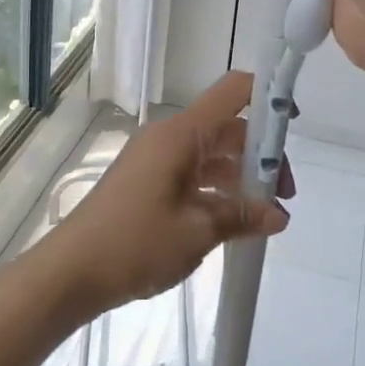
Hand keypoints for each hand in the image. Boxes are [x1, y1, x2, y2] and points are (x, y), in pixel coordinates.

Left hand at [52, 72, 292, 313]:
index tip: (294, 123)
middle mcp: (169, 138)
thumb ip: (241, 216)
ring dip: (240, 179)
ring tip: (263, 219)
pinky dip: (217, 191)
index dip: (268, 96)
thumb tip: (279, 215)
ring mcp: (156, 160)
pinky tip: (233, 223)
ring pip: (212, 155)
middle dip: (261, 157)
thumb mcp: (196, 232)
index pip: (233, 92)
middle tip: (283, 199)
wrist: (70, 272)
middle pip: (228, 129)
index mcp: (181, 135)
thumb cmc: (134, 243)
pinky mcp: (148, 182)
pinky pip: (193, 174)